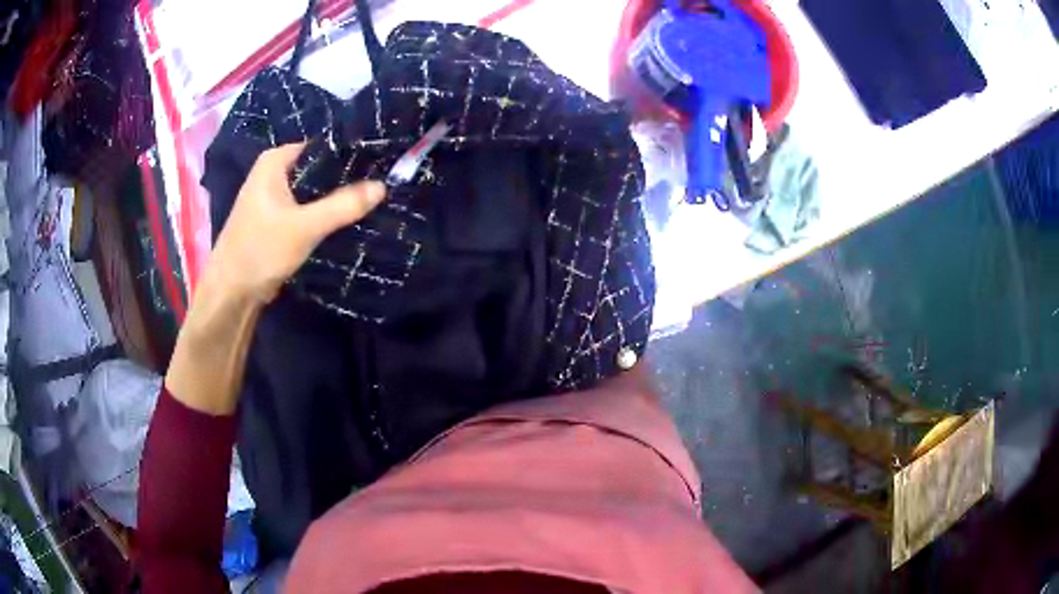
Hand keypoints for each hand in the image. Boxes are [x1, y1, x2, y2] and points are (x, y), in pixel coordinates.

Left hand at [203, 142, 385, 304]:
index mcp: (274, 161)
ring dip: (335, 198)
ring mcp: (273, 196)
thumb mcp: (304, 227)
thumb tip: (383, 186)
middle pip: (318, 169)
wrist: (231, 293)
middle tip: (381, 183)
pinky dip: (323, 213)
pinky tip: (346, 219)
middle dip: (345, 178)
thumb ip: (343, 205)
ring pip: (313, 190)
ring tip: (371, 200)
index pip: (322, 146)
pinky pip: (307, 208)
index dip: (350, 154)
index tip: (380, 164)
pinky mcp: (276, 219)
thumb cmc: (260, 251)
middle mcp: (272, 172)